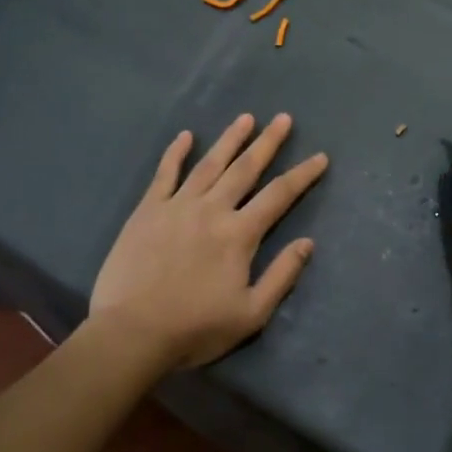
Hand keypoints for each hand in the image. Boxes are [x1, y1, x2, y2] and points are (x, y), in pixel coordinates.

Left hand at [90, 114, 328, 371]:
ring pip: (209, 164)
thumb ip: (282, 276)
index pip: (279, 195)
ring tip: (246, 118)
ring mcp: (177, 206)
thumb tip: (307, 243)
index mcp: (239, 234)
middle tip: (283, 118)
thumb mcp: (251, 313)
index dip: (302, 174)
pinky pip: (165, 174)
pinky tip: (185, 136)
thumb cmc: (195, 328)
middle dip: (268, 142)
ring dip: (230, 139)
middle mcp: (212, 210)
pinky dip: (176, 153)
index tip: (320, 157)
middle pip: (246, 168)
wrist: (132, 334)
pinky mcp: (147, 211)